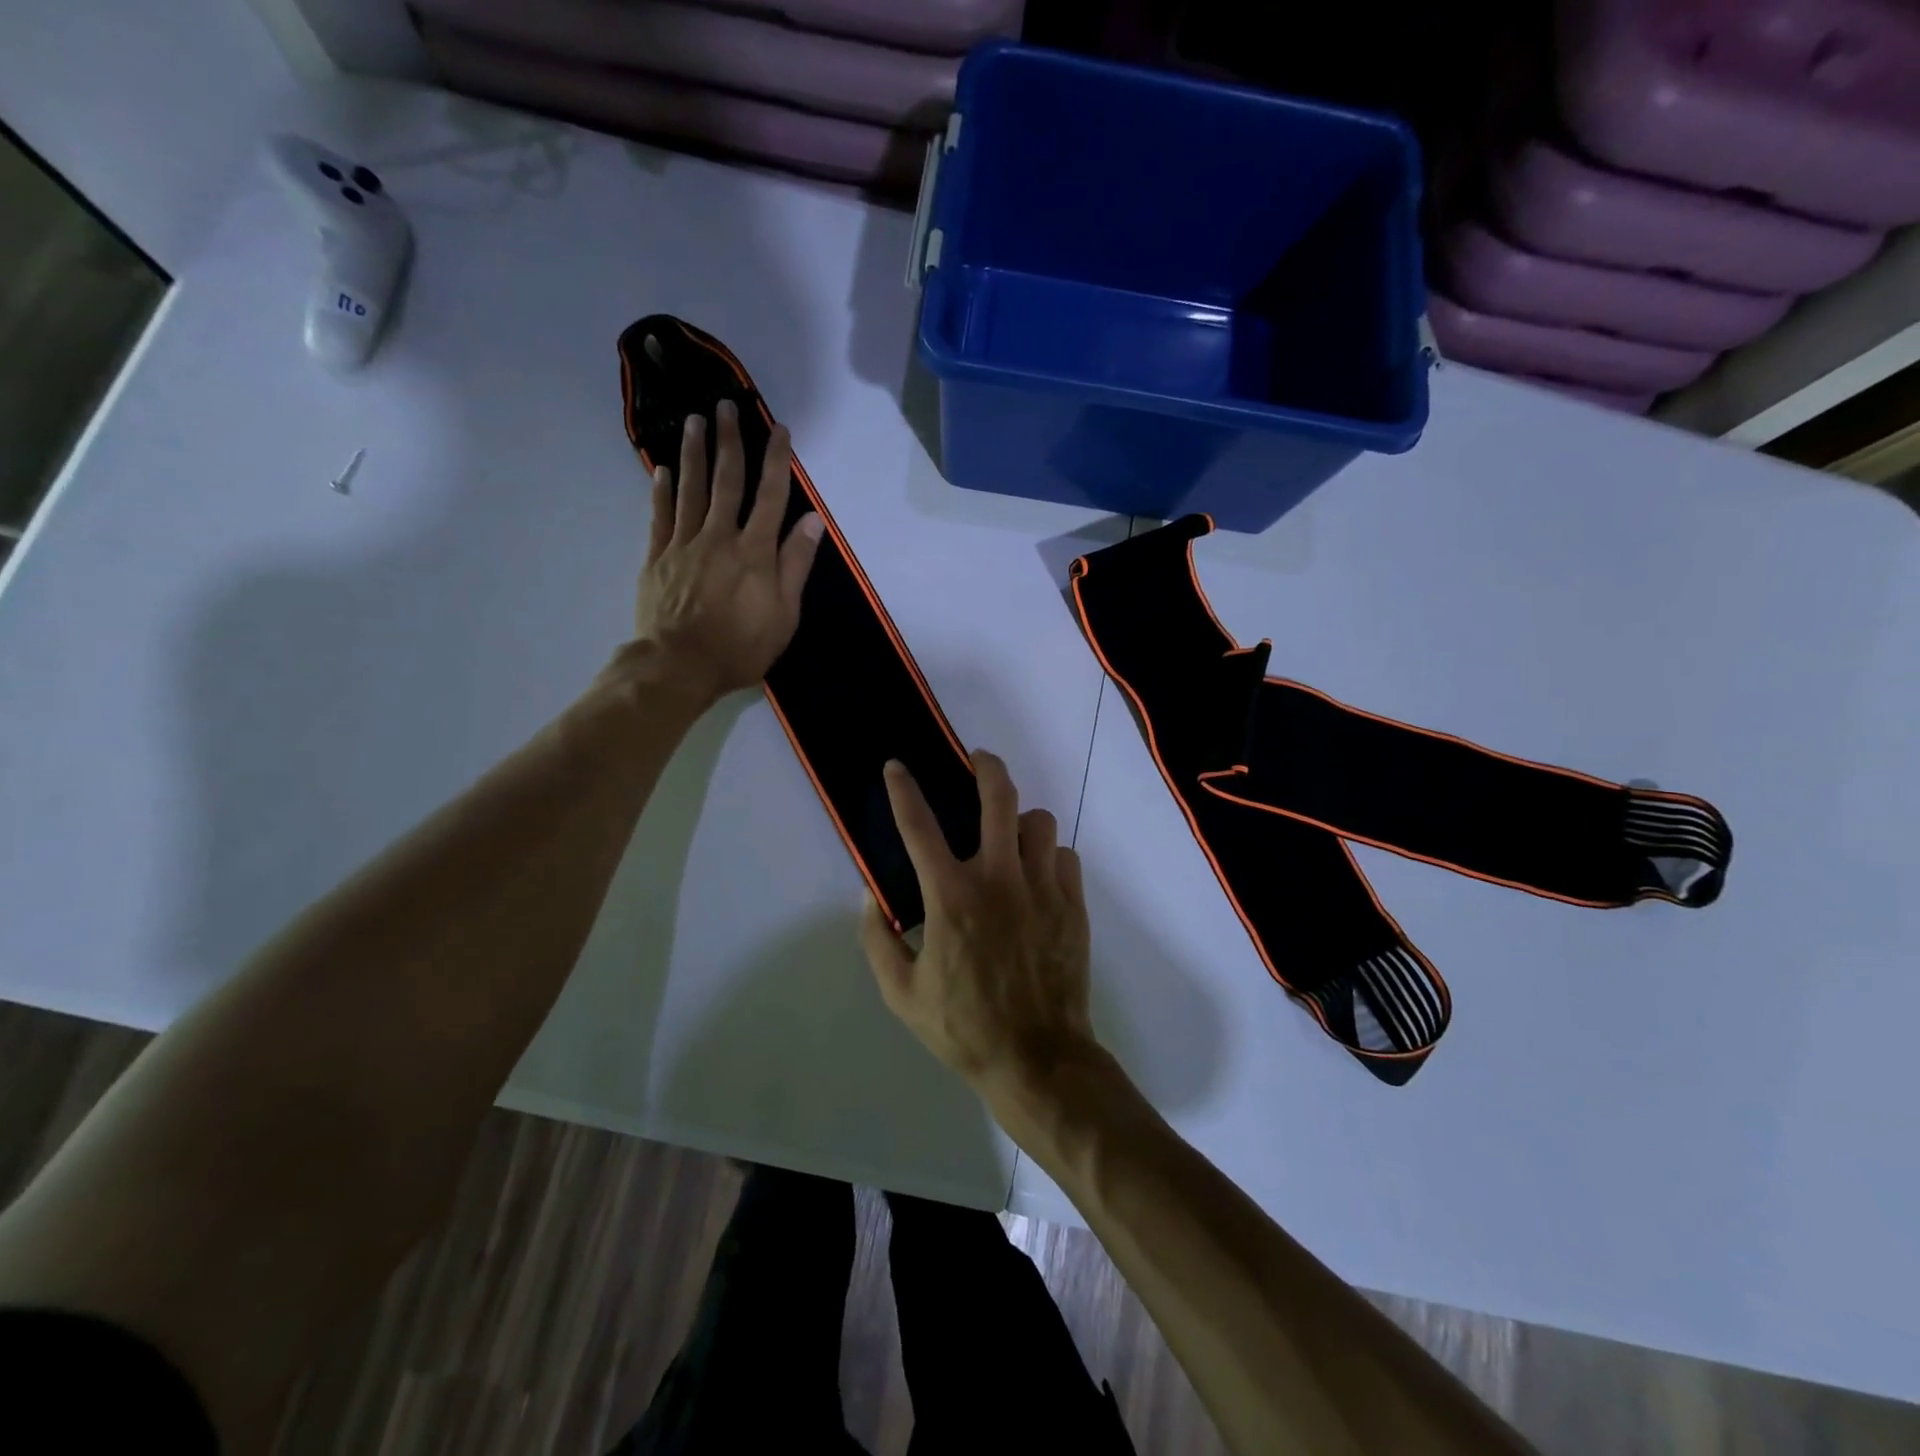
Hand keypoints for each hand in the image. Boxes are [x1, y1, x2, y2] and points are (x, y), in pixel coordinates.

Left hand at [633, 400, 824, 706]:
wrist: (679, 665)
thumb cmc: (740, 647)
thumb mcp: (784, 615)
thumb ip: (795, 565)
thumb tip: (812, 521)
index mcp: (755, 552)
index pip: (771, 497)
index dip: (777, 461)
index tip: (781, 431)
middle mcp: (719, 537)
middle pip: (727, 481)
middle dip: (730, 442)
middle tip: (727, 406)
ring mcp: (684, 544)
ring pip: (690, 489)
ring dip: (695, 453)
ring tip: (695, 421)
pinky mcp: (657, 557)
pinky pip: (660, 515)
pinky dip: (662, 490)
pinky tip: (663, 469)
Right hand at [860, 751, 1098, 1098]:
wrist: (1038, 1058)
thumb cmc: (964, 1027)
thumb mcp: (901, 993)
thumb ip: (878, 939)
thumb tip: (872, 896)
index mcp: (951, 897)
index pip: (919, 826)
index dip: (903, 790)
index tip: (896, 766)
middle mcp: (999, 878)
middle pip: (999, 797)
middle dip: (987, 766)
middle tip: (977, 761)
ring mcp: (1043, 888)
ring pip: (1040, 821)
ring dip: (1021, 821)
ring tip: (1010, 836)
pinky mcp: (1073, 904)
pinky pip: (1065, 856)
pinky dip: (1049, 857)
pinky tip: (1037, 878)